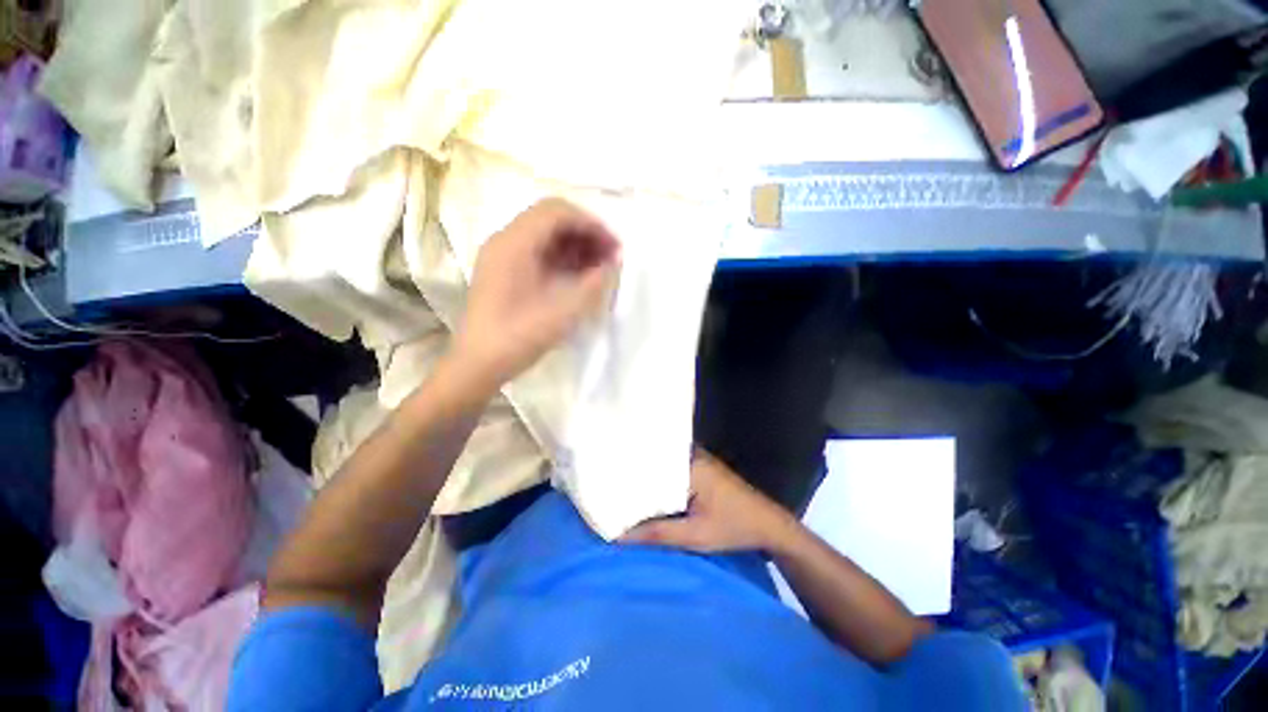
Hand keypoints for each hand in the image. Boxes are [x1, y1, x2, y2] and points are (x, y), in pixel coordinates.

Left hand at [454, 199, 620, 386]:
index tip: (614, 247)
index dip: (591, 224)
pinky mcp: (503, 271)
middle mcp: (505, 240)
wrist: (478, 365)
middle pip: (551, 219)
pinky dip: (561, 257)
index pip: (557, 212)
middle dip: (585, 233)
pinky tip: (577, 276)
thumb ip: (594, 283)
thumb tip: (613, 264)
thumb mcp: (564, 311)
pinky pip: (537, 251)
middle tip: (609, 257)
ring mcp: (502, 255)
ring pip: (544, 235)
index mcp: (515, 243)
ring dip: (574, 245)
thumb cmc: (519, 337)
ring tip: (598, 268)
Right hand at [622, 448, 796, 552]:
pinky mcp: (702, 468)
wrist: (769, 525)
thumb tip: (619, 536)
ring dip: (647, 475)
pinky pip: (673, 469)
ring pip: (664, 465)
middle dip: (634, 470)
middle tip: (607, 477)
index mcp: (690, 464)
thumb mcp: (695, 535)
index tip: (605, 472)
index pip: (650, 459)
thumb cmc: (733, 527)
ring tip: (619, 482)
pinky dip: (660, 479)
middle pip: (655, 460)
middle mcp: (692, 455)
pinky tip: (646, 489)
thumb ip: (657, 533)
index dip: (627, 466)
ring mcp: (698, 459)